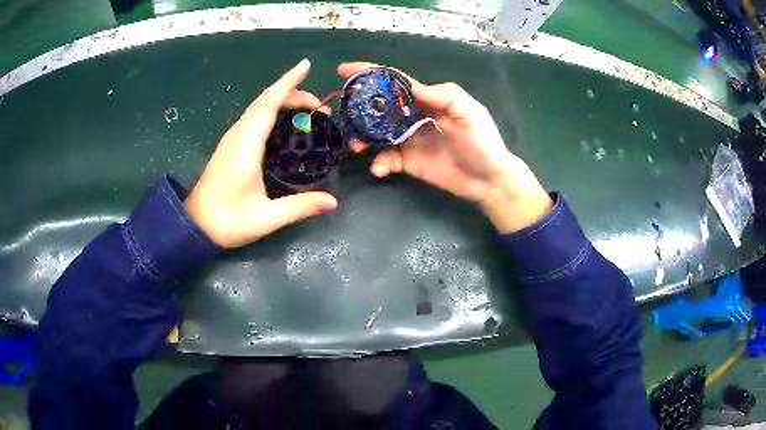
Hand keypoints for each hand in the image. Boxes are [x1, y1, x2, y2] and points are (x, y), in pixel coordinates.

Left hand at [185, 59, 336, 247]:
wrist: (194, 226)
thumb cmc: (227, 221)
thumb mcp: (266, 218)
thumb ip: (300, 207)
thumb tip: (332, 201)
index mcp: (246, 145)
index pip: (269, 103)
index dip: (288, 82)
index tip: (305, 65)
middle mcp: (238, 135)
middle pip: (265, 100)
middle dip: (293, 93)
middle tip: (321, 106)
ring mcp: (232, 138)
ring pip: (258, 107)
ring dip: (283, 100)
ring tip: (308, 111)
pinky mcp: (230, 145)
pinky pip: (254, 117)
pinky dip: (272, 110)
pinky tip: (283, 122)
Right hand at [337, 63, 551, 232]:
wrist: (488, 180)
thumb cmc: (482, 141)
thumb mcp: (468, 111)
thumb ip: (441, 95)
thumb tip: (409, 85)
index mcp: (427, 99)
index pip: (394, 82)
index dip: (370, 74)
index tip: (343, 71)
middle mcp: (413, 116)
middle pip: (379, 107)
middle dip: (359, 109)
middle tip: (343, 115)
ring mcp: (409, 140)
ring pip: (377, 134)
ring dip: (362, 138)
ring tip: (356, 146)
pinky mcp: (408, 162)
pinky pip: (387, 159)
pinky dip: (379, 163)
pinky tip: (380, 168)